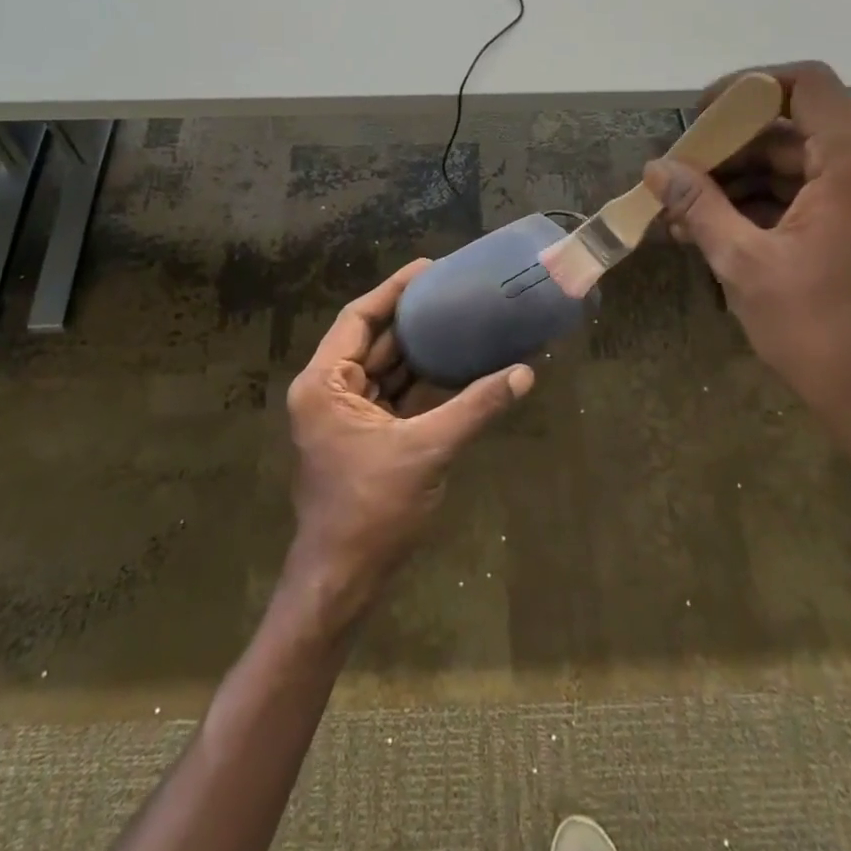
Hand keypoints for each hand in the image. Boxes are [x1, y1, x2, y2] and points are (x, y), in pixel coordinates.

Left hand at [281, 260, 534, 628]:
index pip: (359, 318)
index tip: (429, 269)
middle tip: (455, 291)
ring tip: (461, 319)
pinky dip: (423, 383)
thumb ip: (475, 407)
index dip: (393, 290)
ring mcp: (347, 415)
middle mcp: (330, 391)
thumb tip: (525, 373)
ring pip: (387, 369)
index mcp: (325, 383)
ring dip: (421, 350)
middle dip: (413, 318)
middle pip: (375, 340)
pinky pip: (396, 396)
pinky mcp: (365, 437)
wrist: (343, 581)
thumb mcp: (426, 451)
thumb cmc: (371, 510)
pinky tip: (458, 366)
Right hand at [643, 62, 850, 477]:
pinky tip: (718, 231)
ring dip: (741, 184)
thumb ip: (699, 205)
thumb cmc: (823, 335)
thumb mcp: (745, 265)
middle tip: (675, 180)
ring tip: (683, 215)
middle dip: (728, 150)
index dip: (745, 88)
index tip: (698, 119)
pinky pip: (816, 197)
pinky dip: (768, 207)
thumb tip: (656, 168)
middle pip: (793, 130)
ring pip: (800, 166)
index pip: (805, 85)